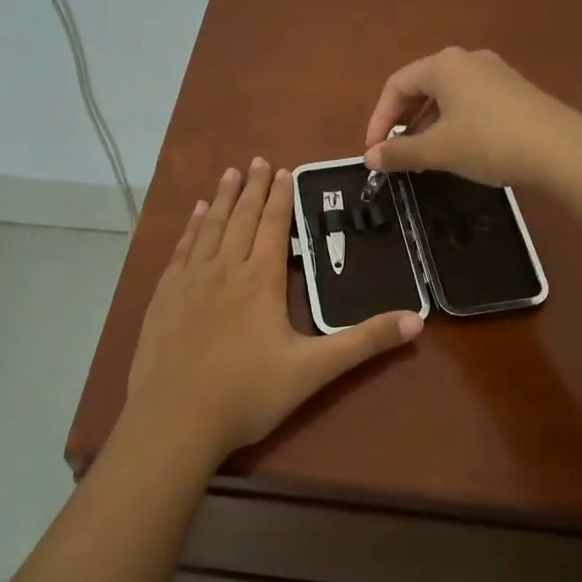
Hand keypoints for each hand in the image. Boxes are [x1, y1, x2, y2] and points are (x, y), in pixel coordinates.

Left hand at [126, 159, 422, 460]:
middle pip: (243, 217)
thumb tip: (416, 321)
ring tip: (231, 174)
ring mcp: (190, 279)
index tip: (284, 170)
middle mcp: (225, 268)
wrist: (175, 420)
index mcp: (261, 279)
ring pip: (211, 226)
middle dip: (254, 187)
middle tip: (259, 160)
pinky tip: (196, 215)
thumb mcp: (313, 370)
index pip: (274, 225)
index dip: (281, 197)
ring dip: (224, 198)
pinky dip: (192, 226)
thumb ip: (363, 342)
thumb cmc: (248, 394)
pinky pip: (182, 248)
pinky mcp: (165, 295)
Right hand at [362, 47, 581, 187]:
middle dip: (403, 121)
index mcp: (442, 65)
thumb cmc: (489, 142)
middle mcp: (466, 59)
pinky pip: (470, 101)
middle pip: (421, 87)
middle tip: (397, 153)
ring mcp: (494, 72)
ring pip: (447, 95)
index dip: (379, 119)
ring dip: (428, 124)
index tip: (374, 152)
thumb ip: (400, 152)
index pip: (396, 86)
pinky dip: (453, 122)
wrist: (562, 150)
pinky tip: (459, 149)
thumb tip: (369, 158)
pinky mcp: (514, 90)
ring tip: (425, 156)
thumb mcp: (438, 150)